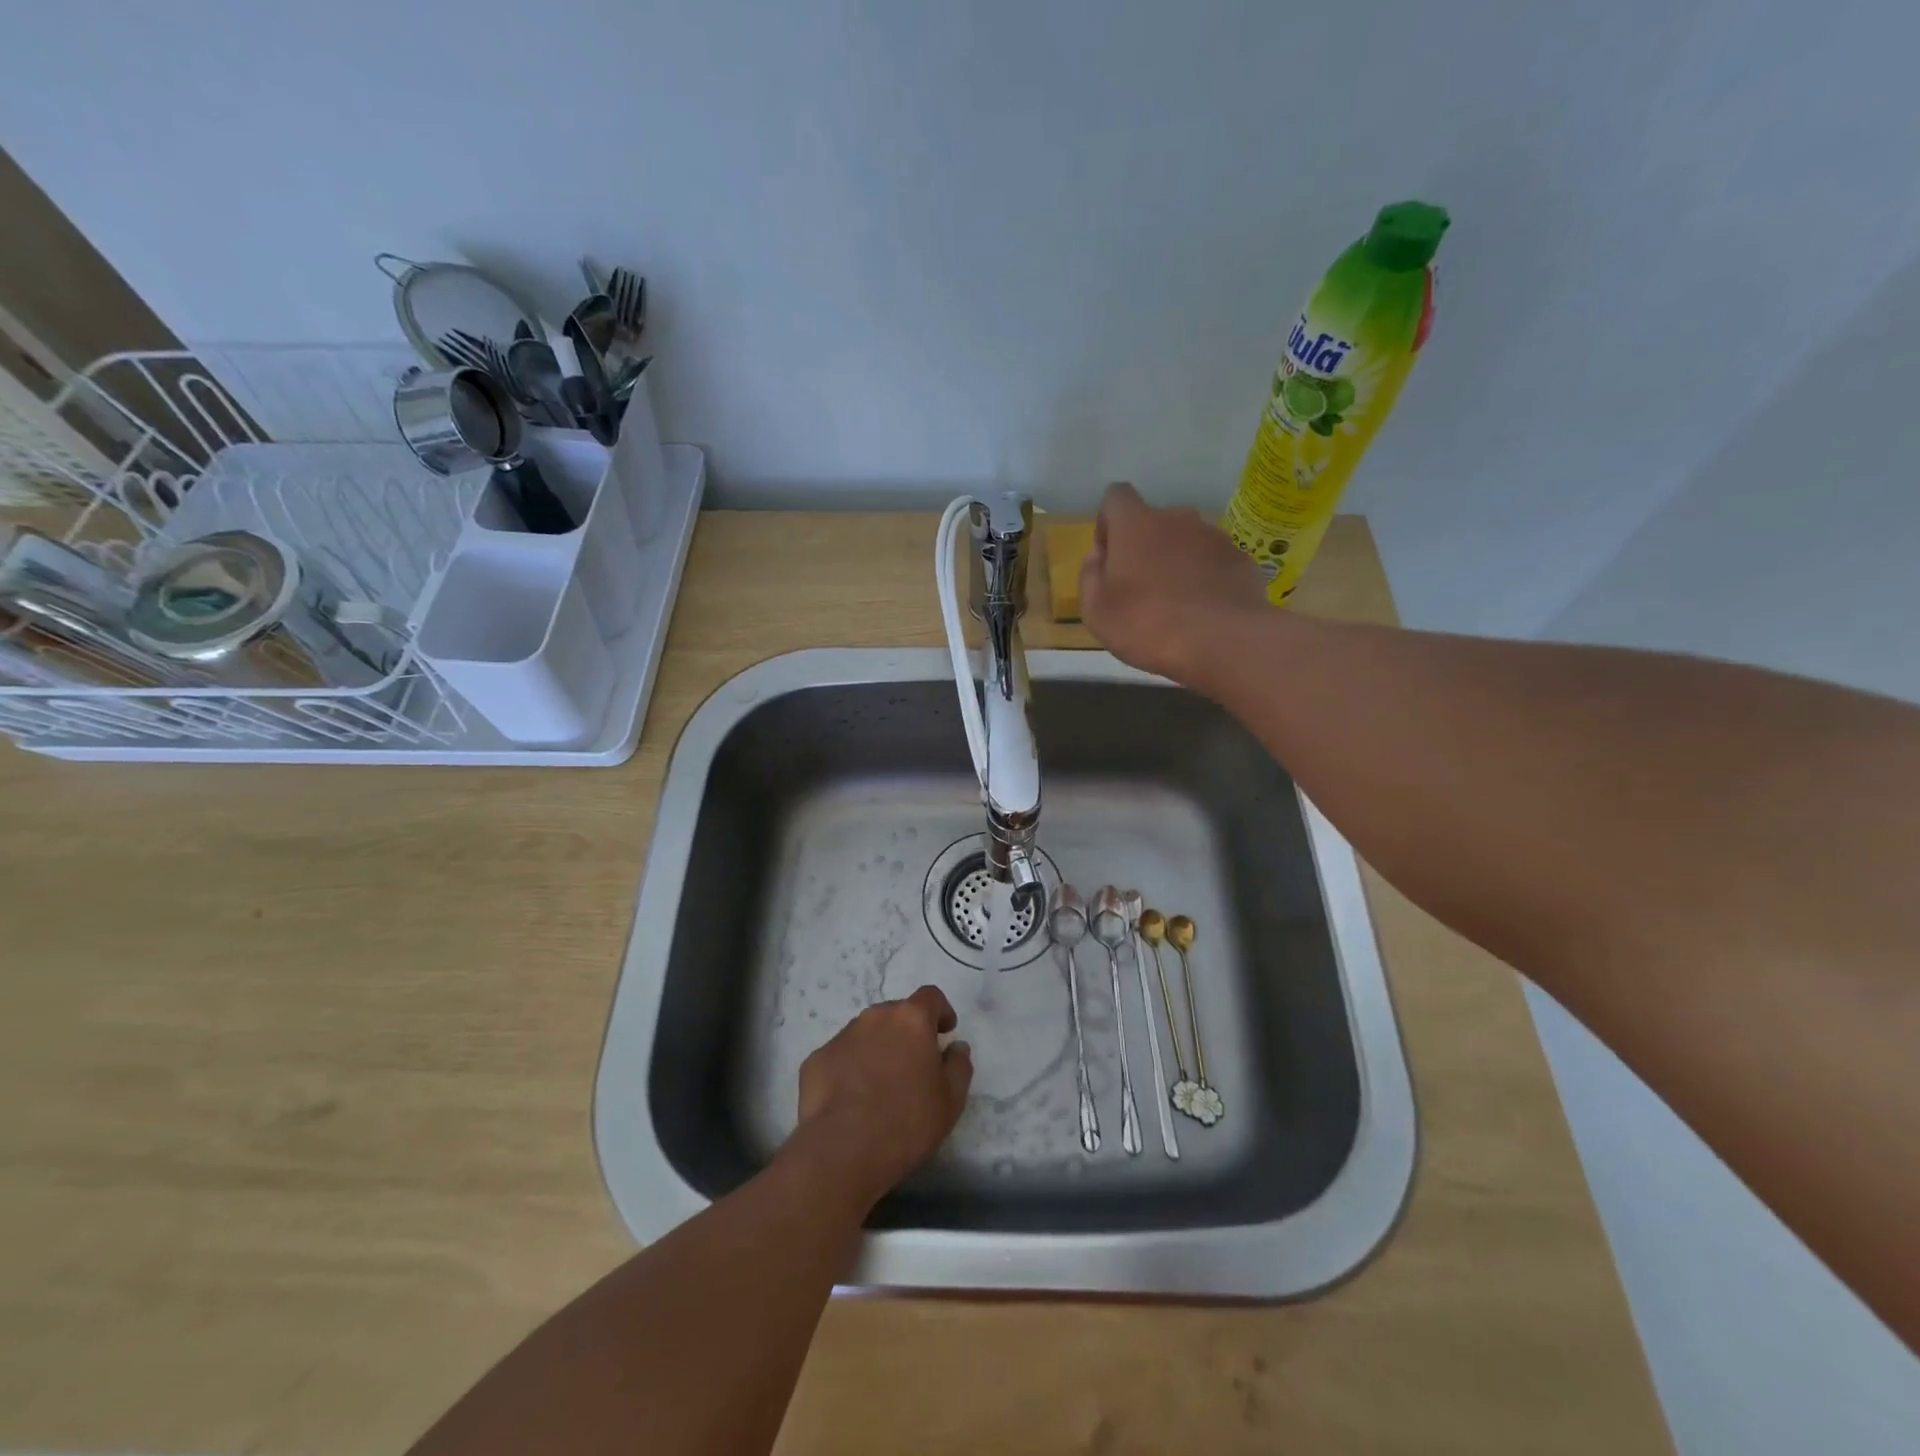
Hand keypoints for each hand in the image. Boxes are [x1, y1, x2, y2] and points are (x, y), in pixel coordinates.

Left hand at [784, 986, 972, 1212]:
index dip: (940, 1011)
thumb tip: (956, 1047)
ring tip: (880, 1084)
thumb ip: (959, 1066)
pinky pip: (841, 1056)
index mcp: (911, 1019)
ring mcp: (842, 1036)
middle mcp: (875, 1017)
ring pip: (866, 1033)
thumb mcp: (951, 1100)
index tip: (945, 1031)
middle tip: (913, 1064)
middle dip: (907, 1033)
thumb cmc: (907, 1121)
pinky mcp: (816, 1059)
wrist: (843, 1150)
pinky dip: (850, 1068)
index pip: (930, 997)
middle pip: (896, 1014)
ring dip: (877, 1048)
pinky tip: (852, 1099)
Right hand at [1079, 482, 1266, 685]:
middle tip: (1141, 589)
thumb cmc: (1147, 625)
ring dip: (1176, 562)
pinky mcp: (1240, 559)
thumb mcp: (1097, 613)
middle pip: (1153, 522)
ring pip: (1186, 541)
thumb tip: (1098, 558)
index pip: (1116, 497)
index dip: (1108, 523)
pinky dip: (1205, 578)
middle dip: (1145, 547)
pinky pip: (1213, 562)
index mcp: (1135, 525)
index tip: (1109, 556)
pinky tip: (1203, 611)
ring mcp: (1214, 536)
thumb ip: (1090, 577)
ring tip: (1176, 604)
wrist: (1223, 642)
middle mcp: (1177, 519)